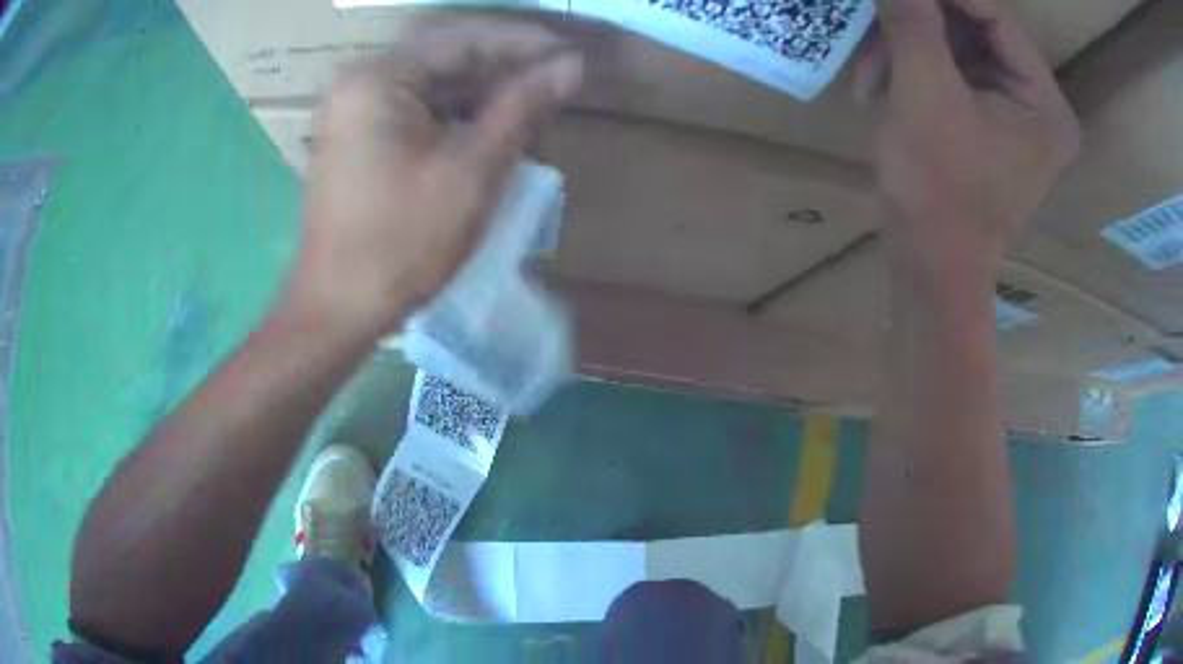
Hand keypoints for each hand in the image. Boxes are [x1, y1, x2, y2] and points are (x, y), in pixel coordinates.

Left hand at [289, 21, 581, 336]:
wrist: (337, 310)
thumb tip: (570, 67)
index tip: (569, 54)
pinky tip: (494, 131)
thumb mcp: (471, 171)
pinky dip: (457, 118)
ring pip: (434, 86)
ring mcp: (355, 112)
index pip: (462, 39)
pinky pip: (417, 112)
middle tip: (558, 79)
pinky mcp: (358, 140)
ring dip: (484, 94)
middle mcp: (360, 84)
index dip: (522, 43)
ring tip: (536, 107)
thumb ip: (521, 107)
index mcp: (378, 79)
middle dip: (505, 67)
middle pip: (445, 58)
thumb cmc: (401, 243)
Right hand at [854, 0, 1079, 271]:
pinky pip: (947, 66)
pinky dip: (909, 64)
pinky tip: (878, 83)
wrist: (929, 268)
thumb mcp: (924, 99)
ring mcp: (1011, 108)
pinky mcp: (985, 115)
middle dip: (918, 19)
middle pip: (975, 25)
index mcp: (1044, 103)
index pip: (995, 14)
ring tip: (868, 68)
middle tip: (873, 17)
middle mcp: (1036, 101)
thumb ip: (912, 23)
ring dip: (905, 44)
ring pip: (955, 42)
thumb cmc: (938, 196)